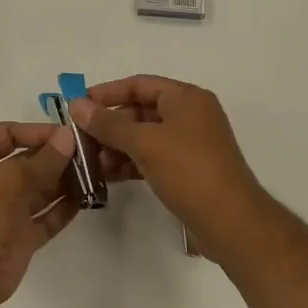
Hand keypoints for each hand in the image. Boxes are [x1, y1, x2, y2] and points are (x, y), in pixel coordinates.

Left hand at [0, 121, 80, 307]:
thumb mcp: (9, 180)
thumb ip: (43, 160)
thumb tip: (69, 136)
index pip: (6, 135)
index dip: (34, 131)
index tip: (66, 134)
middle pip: (27, 162)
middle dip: (55, 156)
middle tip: (90, 153)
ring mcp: (8, 211)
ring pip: (40, 190)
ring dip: (64, 181)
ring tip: (95, 173)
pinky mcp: (23, 236)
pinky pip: (47, 216)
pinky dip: (65, 207)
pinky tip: (88, 198)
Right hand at [69, 76, 266, 248]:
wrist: (231, 223)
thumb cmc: (189, 171)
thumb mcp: (144, 143)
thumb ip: (108, 123)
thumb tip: (77, 105)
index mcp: (186, 98)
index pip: (139, 84)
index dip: (107, 92)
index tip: (77, 104)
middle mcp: (190, 115)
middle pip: (140, 110)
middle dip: (109, 123)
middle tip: (78, 136)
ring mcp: (190, 144)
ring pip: (144, 136)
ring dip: (116, 146)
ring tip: (89, 160)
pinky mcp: (187, 170)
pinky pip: (151, 157)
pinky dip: (130, 163)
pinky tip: (107, 175)